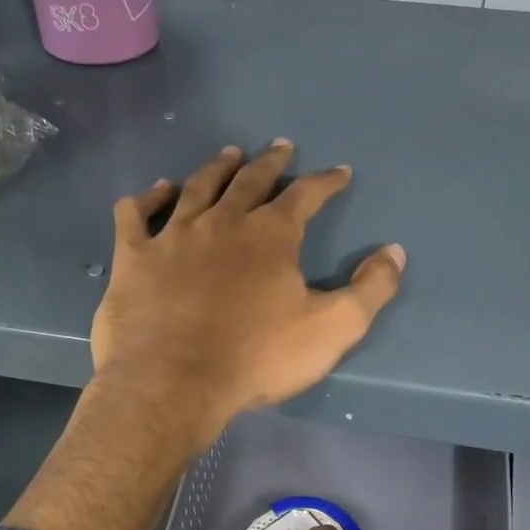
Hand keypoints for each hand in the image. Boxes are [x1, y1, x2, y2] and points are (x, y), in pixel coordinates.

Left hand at [90, 142, 405, 448]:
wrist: (173, 383)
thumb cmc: (257, 358)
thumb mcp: (332, 329)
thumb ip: (370, 289)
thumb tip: (395, 251)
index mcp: (271, 236)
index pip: (306, 195)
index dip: (326, 181)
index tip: (339, 172)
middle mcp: (223, 222)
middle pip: (250, 181)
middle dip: (271, 162)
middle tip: (280, 146)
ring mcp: (174, 236)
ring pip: (198, 188)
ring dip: (216, 169)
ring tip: (229, 154)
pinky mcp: (134, 258)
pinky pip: (136, 216)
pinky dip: (147, 199)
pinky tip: (155, 192)